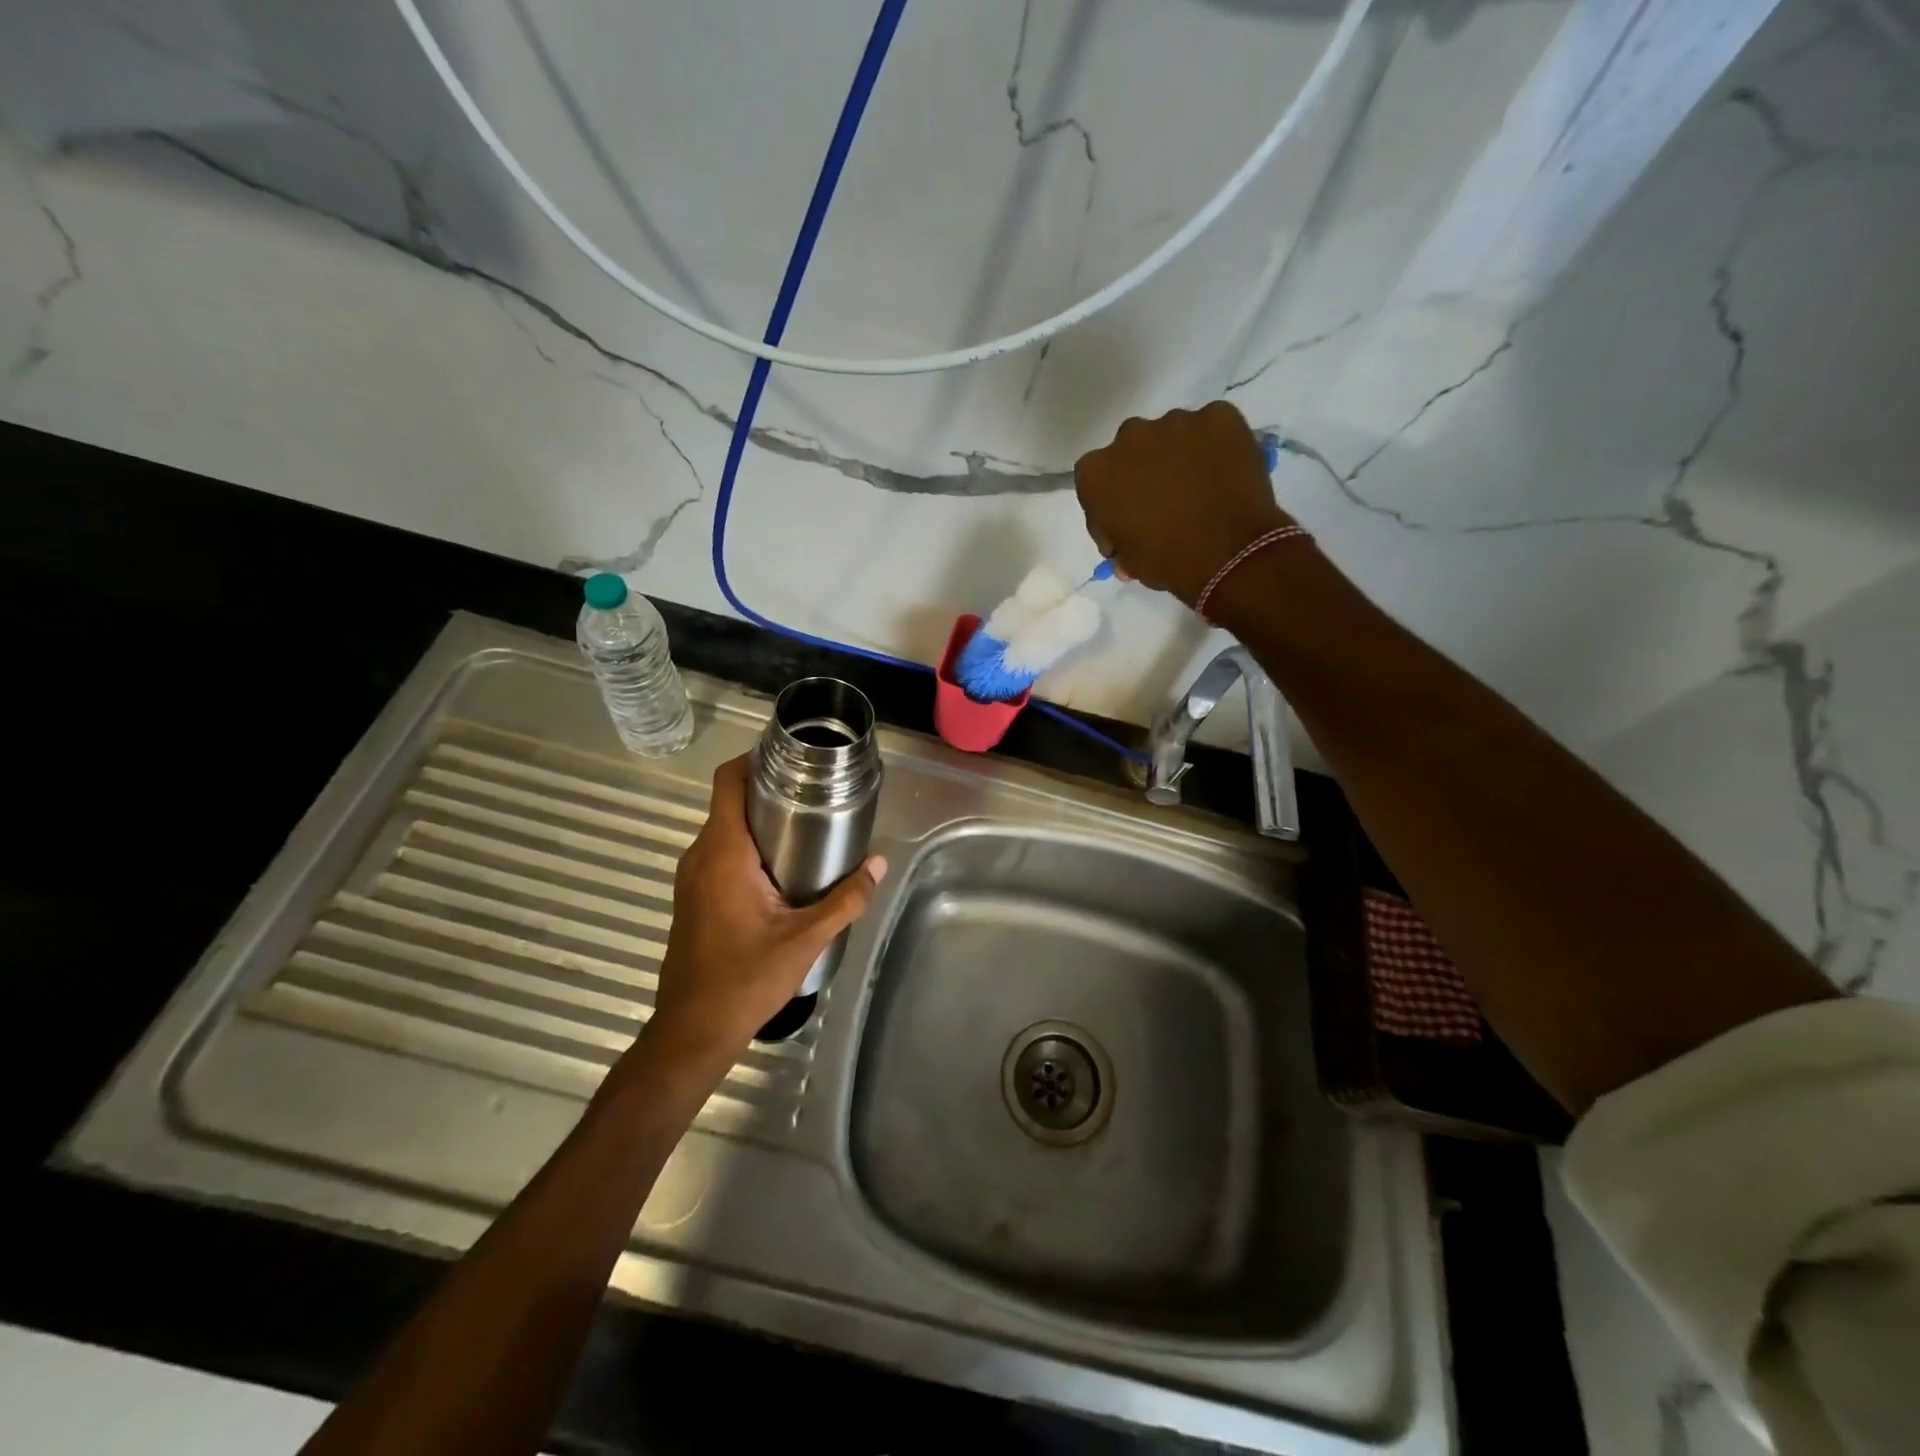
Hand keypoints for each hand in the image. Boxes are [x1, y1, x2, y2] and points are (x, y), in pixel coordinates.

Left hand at [646, 756, 886, 1061]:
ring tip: (809, 826)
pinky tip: (783, 867)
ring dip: (761, 820)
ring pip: (726, 828)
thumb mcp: (804, 939)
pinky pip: (721, 852)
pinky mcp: (693, 896)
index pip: (728, 781)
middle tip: (818, 792)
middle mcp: (701, 855)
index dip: (755, 758)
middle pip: (731, 801)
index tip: (793, 756)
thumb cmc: (744, 981)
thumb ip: (845, 900)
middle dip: (771, 789)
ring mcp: (692, 877)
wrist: (691, 1032)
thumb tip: (879, 863)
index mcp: (723, 853)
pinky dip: (749, 846)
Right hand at [1074, 401, 1291, 607]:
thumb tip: (1125, 542)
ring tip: (1198, 486)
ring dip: (1178, 455)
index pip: (1096, 480)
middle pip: (1132, 448)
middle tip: (1164, 500)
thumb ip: (1118, 537)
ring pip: (1172, 435)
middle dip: (1144, 470)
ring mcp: (1177, 421)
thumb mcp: (1127, 559)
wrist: (1231, 557)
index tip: (1125, 523)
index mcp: (1097, 472)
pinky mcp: (1220, 415)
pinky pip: (1212, 428)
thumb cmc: (1167, 563)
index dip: (1110, 501)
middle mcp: (1130, 436)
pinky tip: (1224, 472)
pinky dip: (1215, 446)